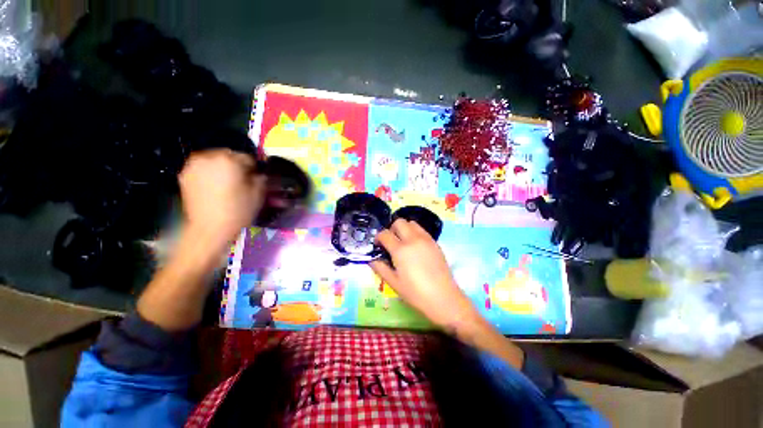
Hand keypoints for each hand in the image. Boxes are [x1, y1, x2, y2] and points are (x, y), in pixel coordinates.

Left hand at [178, 149, 265, 250]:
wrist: (209, 228)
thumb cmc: (238, 210)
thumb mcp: (258, 194)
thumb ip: (260, 178)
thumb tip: (259, 174)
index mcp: (230, 160)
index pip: (247, 157)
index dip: (253, 168)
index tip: (255, 179)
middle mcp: (209, 157)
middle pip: (228, 155)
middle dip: (236, 165)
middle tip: (240, 181)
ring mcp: (194, 165)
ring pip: (213, 160)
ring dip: (221, 167)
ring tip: (226, 183)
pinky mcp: (184, 175)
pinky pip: (201, 168)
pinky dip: (208, 173)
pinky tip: (213, 187)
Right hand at [371, 219, 524, 368]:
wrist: (444, 298)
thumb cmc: (416, 293)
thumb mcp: (394, 283)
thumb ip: (380, 268)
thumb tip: (372, 259)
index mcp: (400, 250)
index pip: (385, 234)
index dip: (378, 237)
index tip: (378, 245)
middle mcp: (413, 239)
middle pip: (399, 222)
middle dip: (391, 229)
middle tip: (391, 242)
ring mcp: (426, 239)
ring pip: (412, 223)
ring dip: (404, 228)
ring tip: (404, 242)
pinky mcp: (435, 242)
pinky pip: (422, 230)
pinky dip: (415, 232)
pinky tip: (415, 246)